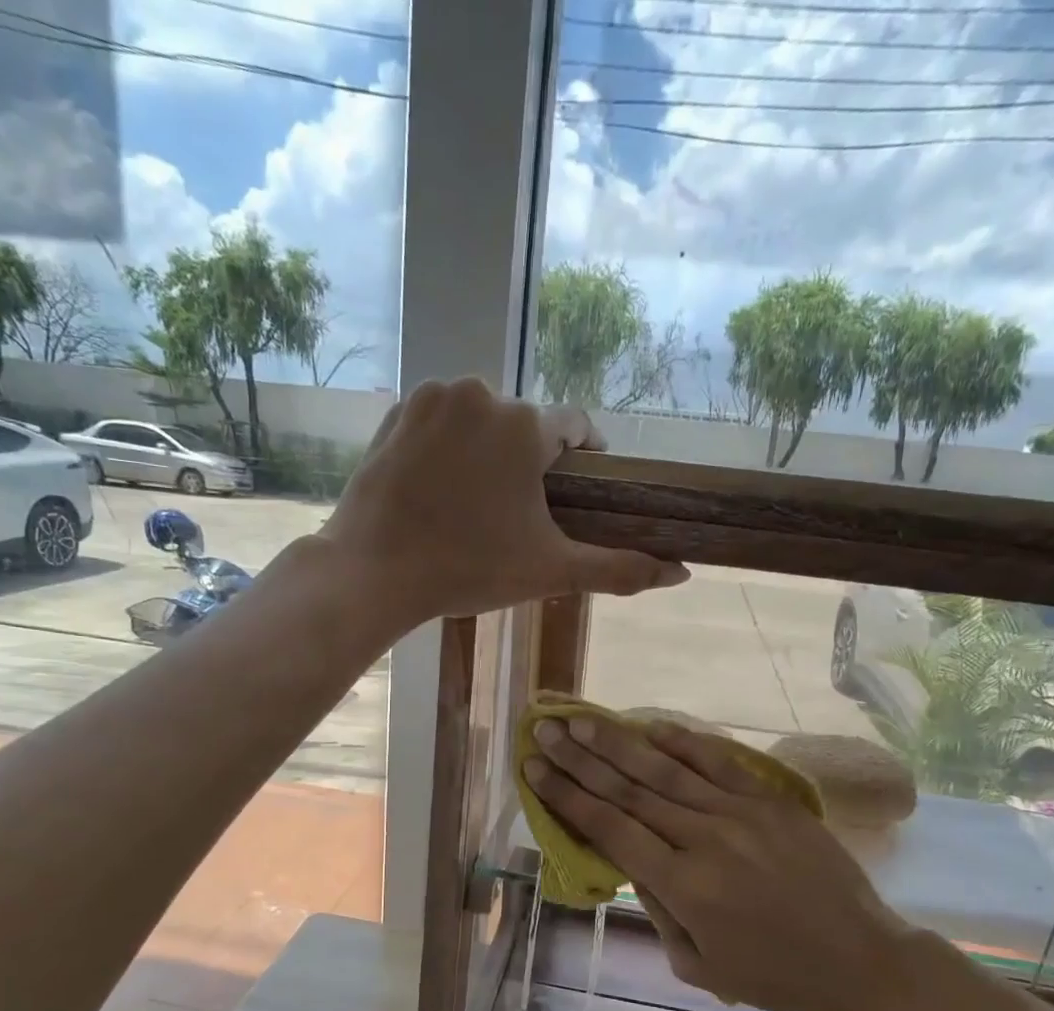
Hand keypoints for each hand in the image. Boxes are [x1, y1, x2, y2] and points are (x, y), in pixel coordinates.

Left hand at [318, 378, 686, 626]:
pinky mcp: (396, 412)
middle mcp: (481, 394)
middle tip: (519, 513)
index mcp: (525, 426)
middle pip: (525, 426)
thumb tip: (680, 572)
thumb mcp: (550, 571)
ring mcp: (432, 399)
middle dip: (530, 462)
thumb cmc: (468, 569)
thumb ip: (618, 568)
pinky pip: (441, 422)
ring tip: (478, 503)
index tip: (579, 490)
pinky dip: (449, 446)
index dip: (584, 458)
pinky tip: (441, 488)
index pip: (575, 427)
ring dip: (489, 451)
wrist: (373, 571)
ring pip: (482, 420)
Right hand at [524, 714, 917, 1010]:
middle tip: (545, 730)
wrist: (860, 958)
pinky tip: (651, 726)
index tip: (534, 769)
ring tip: (581, 720)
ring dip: (619, 743)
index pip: (609, 828)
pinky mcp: (771, 801)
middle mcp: (705, 838)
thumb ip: (656, 909)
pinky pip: (719, 762)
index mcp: (682, 886)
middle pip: (629, 790)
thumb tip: (630, 860)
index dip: (567, 796)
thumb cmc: (773, 975)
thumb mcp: (697, 965)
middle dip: (580, 759)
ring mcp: (741, 813)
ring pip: (666, 770)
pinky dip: (683, 742)